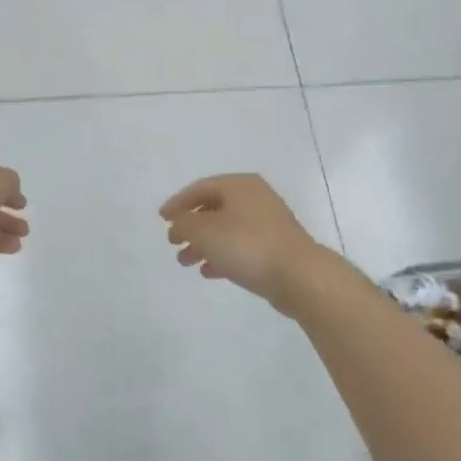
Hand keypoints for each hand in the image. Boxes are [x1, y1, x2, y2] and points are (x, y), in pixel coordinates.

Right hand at [159, 174, 332, 312]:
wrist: (298, 275)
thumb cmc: (246, 245)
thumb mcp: (204, 231)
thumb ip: (184, 223)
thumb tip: (178, 222)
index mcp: (239, 185)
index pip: (200, 188)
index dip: (177, 203)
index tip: (162, 219)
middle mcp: (255, 198)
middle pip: (213, 208)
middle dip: (190, 227)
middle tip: (173, 243)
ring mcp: (268, 223)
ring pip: (226, 229)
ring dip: (203, 244)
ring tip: (186, 262)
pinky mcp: (275, 247)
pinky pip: (241, 246)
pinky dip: (222, 256)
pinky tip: (209, 272)